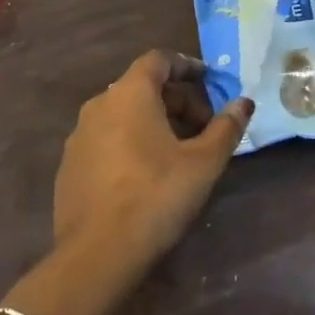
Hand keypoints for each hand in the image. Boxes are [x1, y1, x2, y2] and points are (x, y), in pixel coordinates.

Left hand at [53, 51, 253, 272]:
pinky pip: (106, 139)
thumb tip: (244, 102)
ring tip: (180, 152)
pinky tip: (146, 174)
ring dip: (154, 122)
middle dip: (177, 100)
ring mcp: (79, 135)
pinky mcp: (70, 165)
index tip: (209, 81)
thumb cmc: (156, 196)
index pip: (159, 60)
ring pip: (123, 114)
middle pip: (142, 87)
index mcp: (130, 93)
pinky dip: (130, 143)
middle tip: (204, 128)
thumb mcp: (203, 163)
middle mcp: (99, 104)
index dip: (187, 66)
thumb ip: (226, 128)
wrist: (96, 254)